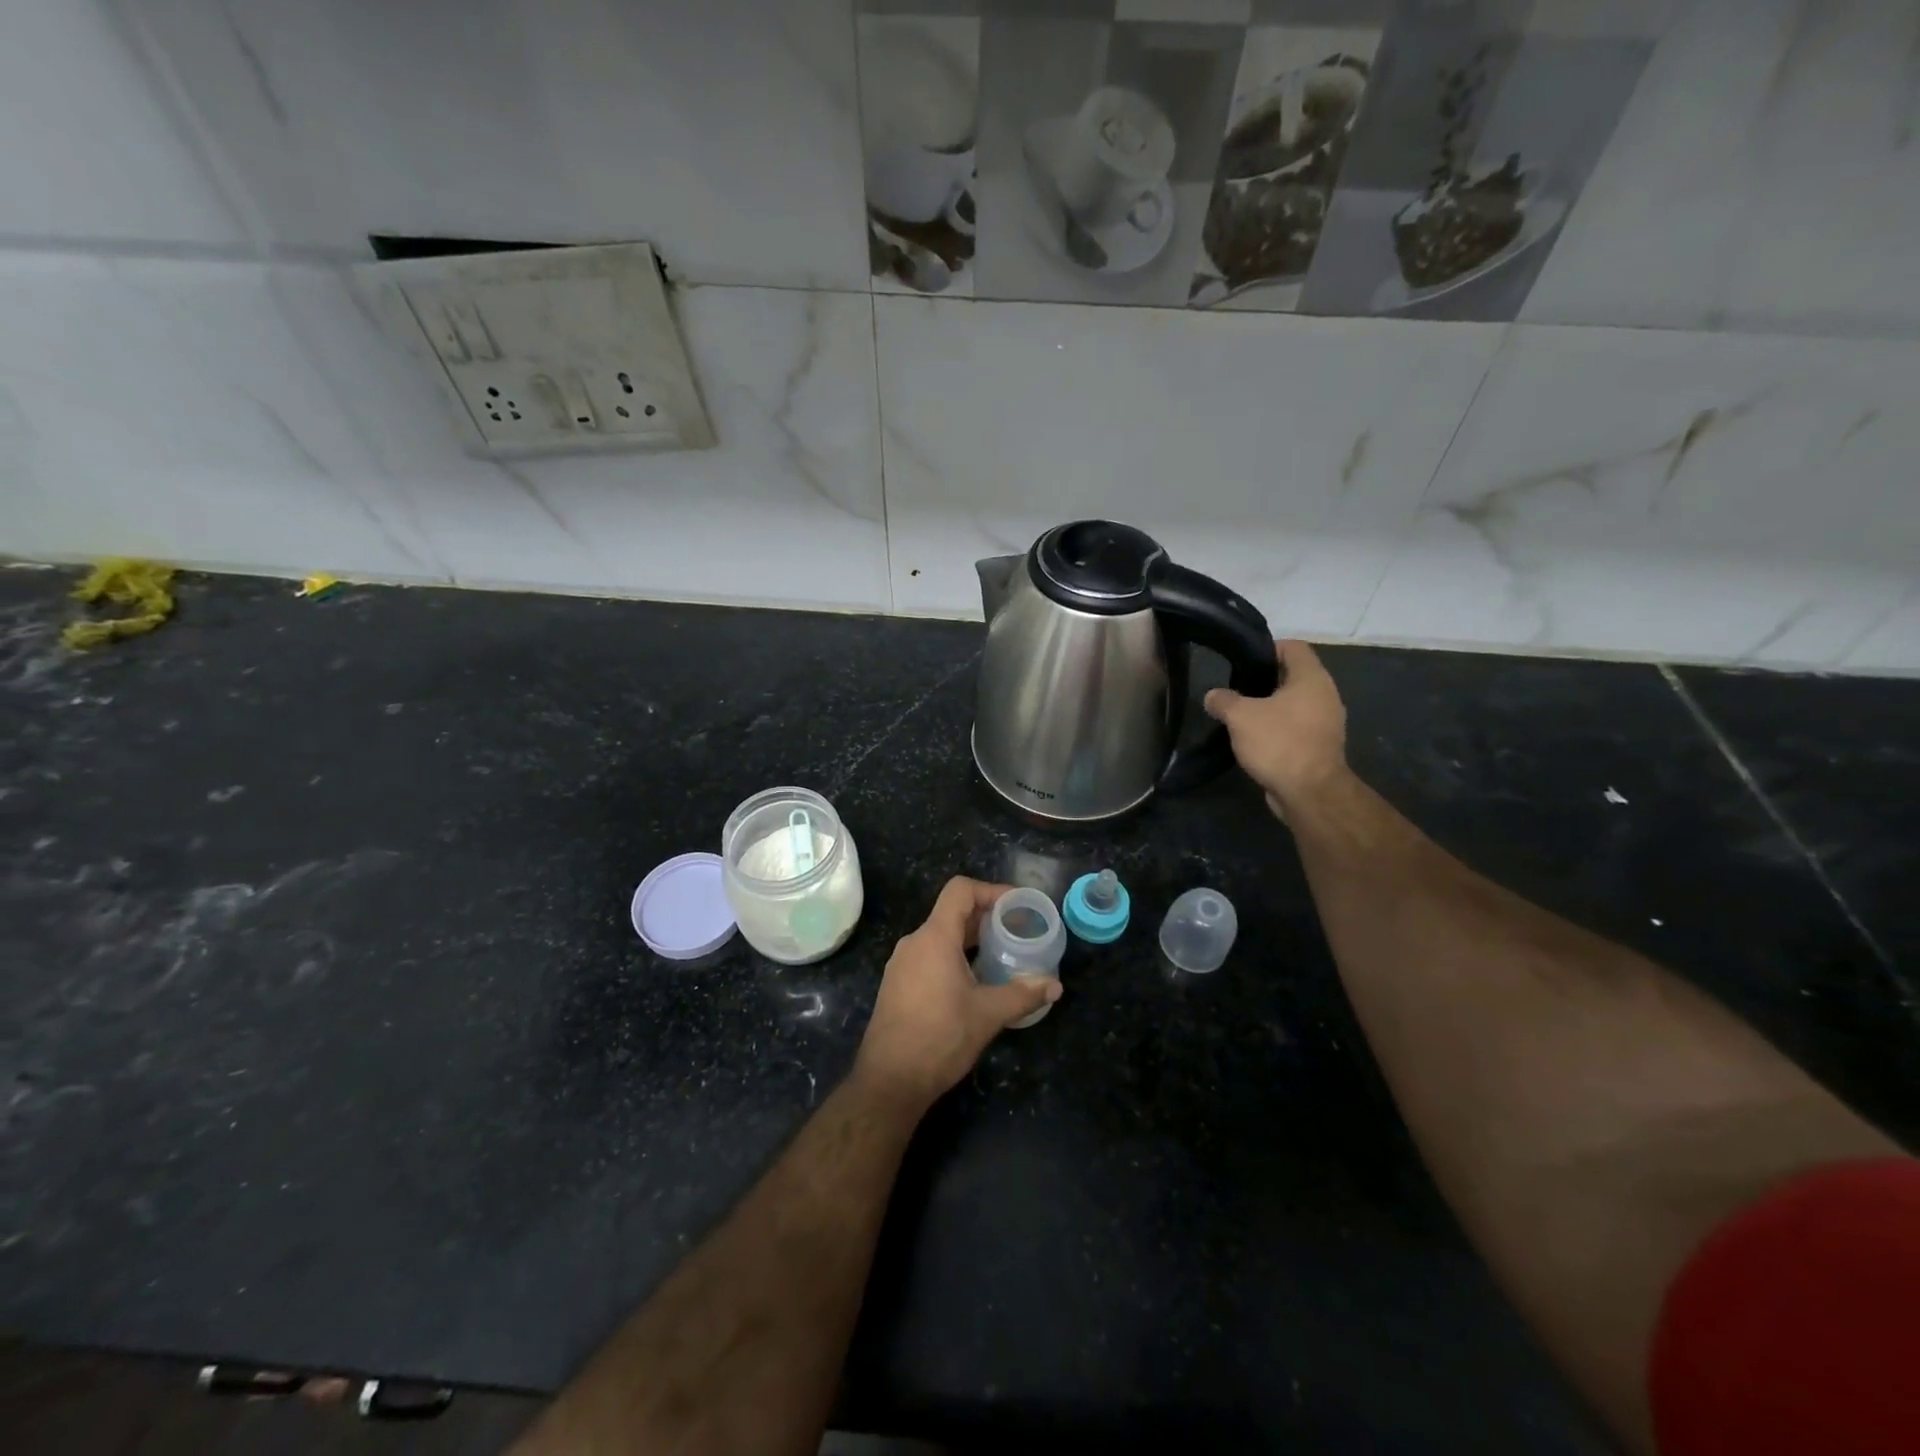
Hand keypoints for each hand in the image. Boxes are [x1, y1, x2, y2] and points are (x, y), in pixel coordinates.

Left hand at [855, 876, 1061, 1106]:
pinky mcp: (898, 984)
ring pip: (941, 936)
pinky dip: (954, 956)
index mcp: (934, 938)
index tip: (1017, 906)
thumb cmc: (940, 1038)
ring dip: (971, 939)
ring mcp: (902, 964)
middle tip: (1018, 931)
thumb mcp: (987, 1015)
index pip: (960, 891)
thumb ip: (1022, 995)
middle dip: (987, 917)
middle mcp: (915, 942)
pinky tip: (974, 981)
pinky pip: (929, 956)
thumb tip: (1055, 986)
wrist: (890, 1080)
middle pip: (952, 912)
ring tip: (1001, 955)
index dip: (991, 890)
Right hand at [1204, 639, 1348, 819]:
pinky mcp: (1320, 745)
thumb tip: (1212, 696)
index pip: (1292, 646)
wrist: (1310, 792)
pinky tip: (1254, 739)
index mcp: (1311, 678)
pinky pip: (1296, 726)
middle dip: (1263, 680)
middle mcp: (1324, 694)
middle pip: (1292, 675)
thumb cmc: (1279, 743)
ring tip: (1241, 716)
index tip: (1241, 662)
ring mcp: (1326, 722)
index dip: (1267, 648)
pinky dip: (1277, 728)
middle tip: (1235, 689)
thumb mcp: (1240, 716)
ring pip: (1293, 703)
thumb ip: (1223, 700)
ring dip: (1270, 707)